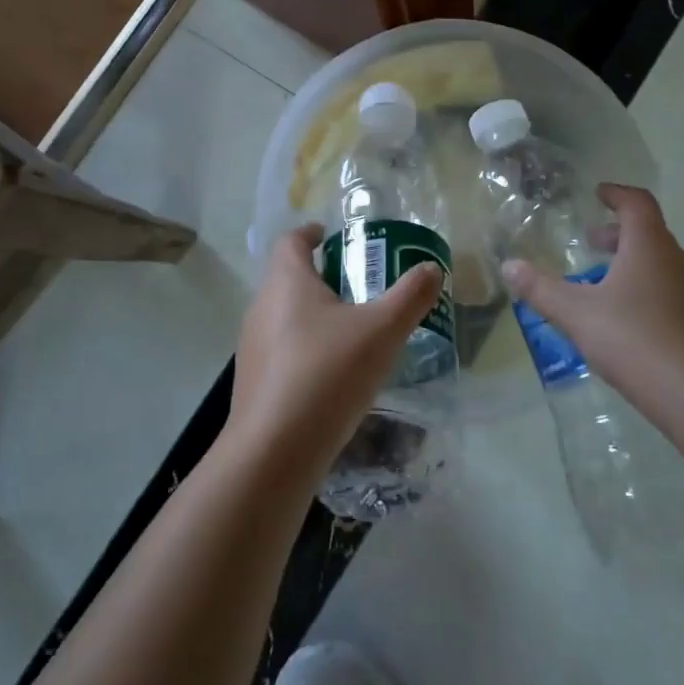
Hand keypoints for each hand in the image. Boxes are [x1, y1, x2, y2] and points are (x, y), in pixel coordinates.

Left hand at [228, 224, 444, 474]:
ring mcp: (252, 347)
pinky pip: (282, 351)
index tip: (330, 235)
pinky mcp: (254, 382)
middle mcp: (262, 307)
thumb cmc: (327, 373)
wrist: (274, 451)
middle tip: (358, 285)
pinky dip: (305, 349)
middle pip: (288, 278)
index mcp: (286, 283)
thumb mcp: (381, 331)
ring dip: (313, 315)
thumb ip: (409, 297)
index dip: (310, 233)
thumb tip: (431, 269)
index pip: (291, 241)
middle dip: (320, 276)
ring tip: (351, 330)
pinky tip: (333, 374)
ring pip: (284, 316)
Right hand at [500, 184, 683, 436]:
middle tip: (591, 241)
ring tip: (602, 283)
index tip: (598, 193)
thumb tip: (508, 266)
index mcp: (649, 247)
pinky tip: (626, 320)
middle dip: (618, 233)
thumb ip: (540, 289)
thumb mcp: (576, 313)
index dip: (617, 194)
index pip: (637, 203)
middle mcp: (677, 262)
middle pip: (649, 233)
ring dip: (632, 263)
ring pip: (660, 264)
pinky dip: (646, 290)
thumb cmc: (635, 340)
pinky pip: (670, 292)